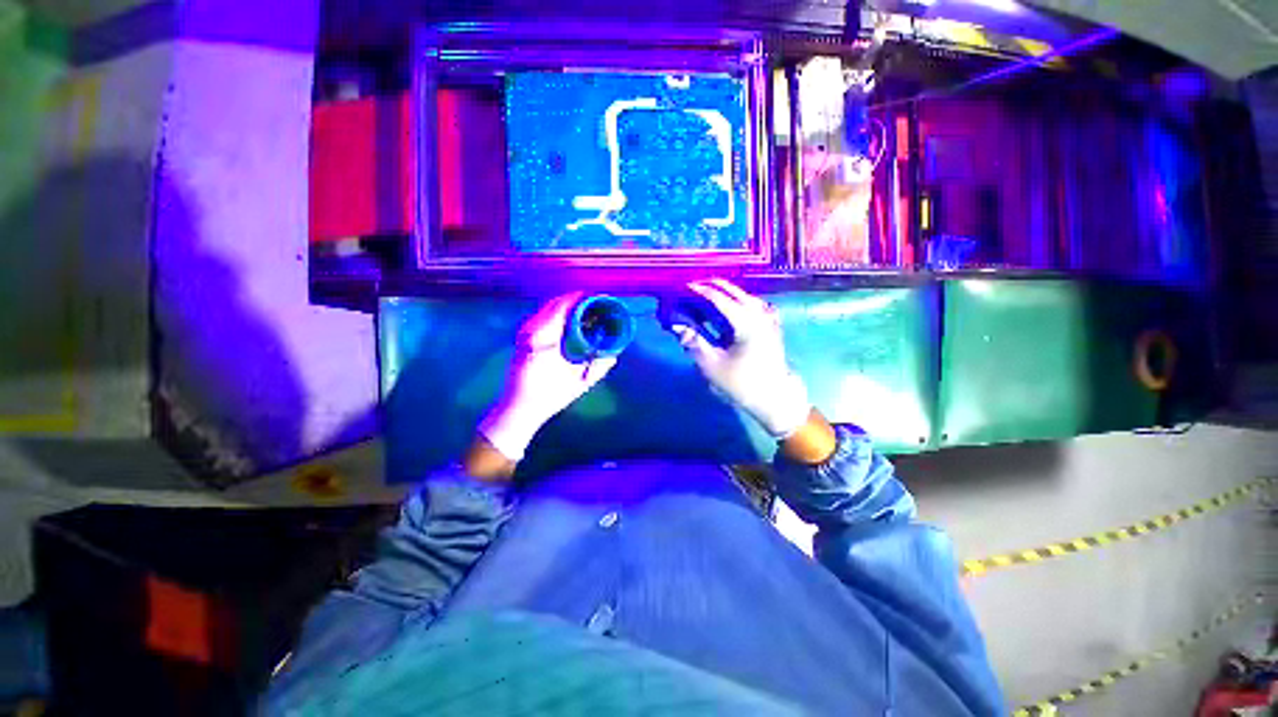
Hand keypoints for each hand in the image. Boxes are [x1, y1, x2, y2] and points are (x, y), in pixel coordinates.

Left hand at [478, 293, 616, 462]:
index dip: (579, 298)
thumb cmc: (549, 396)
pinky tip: (568, 322)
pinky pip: (541, 318)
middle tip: (594, 303)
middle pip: (553, 304)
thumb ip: (598, 367)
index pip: (562, 307)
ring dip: (565, 306)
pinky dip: (556, 315)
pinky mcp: (521, 339)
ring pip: (546, 310)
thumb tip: (614, 354)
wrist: (518, 408)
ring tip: (584, 310)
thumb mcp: (579, 383)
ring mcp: (524, 334)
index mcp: (544, 338)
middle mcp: (531, 331)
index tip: (596, 297)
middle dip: (574, 300)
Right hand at [670, 279, 811, 438]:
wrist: (775, 398)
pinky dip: (737, 302)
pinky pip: (752, 305)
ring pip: (744, 296)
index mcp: (746, 322)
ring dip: (725, 293)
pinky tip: (729, 308)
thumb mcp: (712, 365)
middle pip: (734, 291)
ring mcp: (769, 319)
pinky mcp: (771, 326)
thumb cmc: (742, 383)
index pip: (719, 298)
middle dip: (712, 286)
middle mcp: (760, 314)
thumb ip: (694, 342)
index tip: (683, 286)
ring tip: (706, 295)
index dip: (700, 290)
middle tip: (692, 288)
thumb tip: (677, 325)